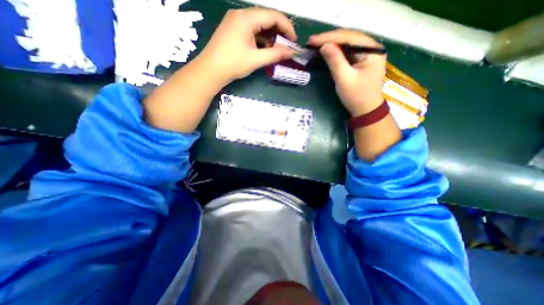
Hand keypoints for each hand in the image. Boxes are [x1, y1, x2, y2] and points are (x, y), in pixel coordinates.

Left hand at [197, 9, 296, 83]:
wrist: (210, 71)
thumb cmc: (233, 64)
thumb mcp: (256, 60)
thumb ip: (275, 54)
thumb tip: (292, 52)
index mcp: (246, 18)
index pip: (273, 16)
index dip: (287, 27)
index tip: (294, 41)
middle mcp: (241, 14)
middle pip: (266, 18)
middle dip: (279, 32)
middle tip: (286, 47)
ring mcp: (235, 21)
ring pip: (259, 25)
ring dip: (270, 36)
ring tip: (276, 50)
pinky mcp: (233, 29)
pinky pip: (251, 30)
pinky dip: (260, 38)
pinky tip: (264, 49)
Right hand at [306, 28, 386, 115]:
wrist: (365, 111)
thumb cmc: (356, 96)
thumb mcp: (344, 79)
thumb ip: (335, 61)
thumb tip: (324, 45)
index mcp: (372, 50)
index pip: (349, 37)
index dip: (329, 37)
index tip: (312, 41)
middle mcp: (371, 48)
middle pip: (349, 38)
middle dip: (329, 39)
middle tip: (312, 42)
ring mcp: (367, 54)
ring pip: (347, 44)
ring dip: (332, 44)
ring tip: (316, 45)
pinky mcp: (361, 61)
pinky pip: (347, 52)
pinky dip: (336, 52)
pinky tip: (326, 51)